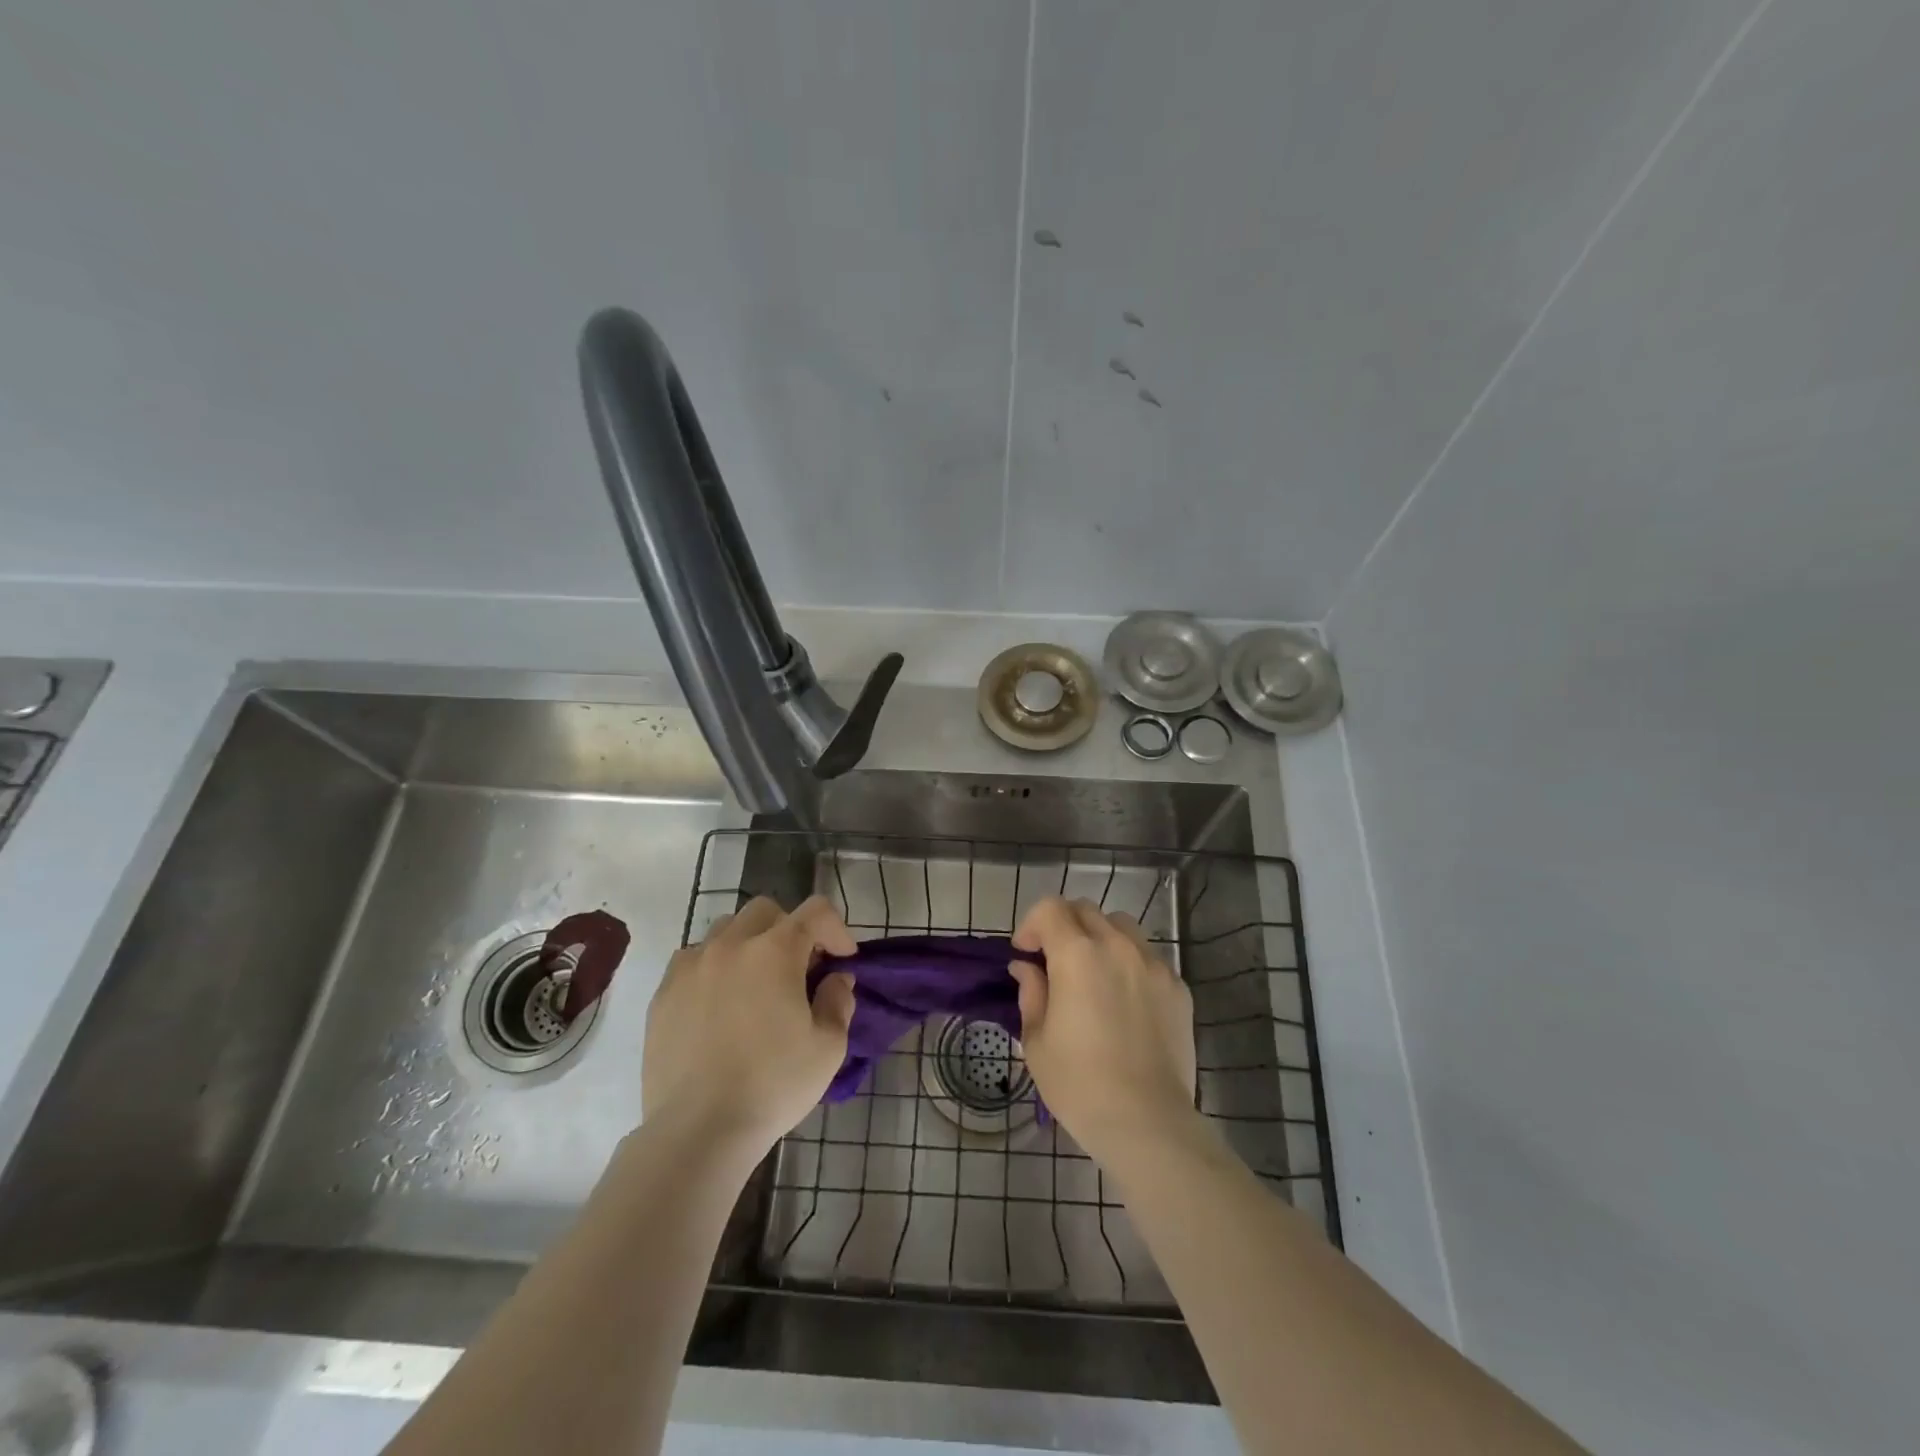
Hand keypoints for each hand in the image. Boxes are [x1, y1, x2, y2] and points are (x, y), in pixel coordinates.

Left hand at [642, 895, 857, 1157]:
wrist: (698, 1130)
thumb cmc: (773, 1085)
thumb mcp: (828, 1048)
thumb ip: (838, 1001)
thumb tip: (835, 979)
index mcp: (775, 951)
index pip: (815, 911)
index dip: (836, 928)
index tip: (843, 960)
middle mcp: (731, 945)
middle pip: (766, 911)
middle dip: (790, 930)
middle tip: (799, 970)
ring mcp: (691, 966)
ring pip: (726, 930)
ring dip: (749, 944)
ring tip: (756, 985)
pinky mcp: (663, 993)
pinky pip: (693, 959)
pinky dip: (714, 967)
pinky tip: (719, 1004)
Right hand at [1009, 897, 1197, 1167]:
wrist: (1147, 1122)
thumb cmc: (1079, 1083)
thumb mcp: (1037, 1040)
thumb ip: (1031, 992)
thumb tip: (1027, 968)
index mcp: (1077, 955)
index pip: (1050, 908)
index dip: (1032, 924)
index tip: (1026, 953)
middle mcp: (1117, 946)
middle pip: (1086, 910)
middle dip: (1063, 927)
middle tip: (1054, 962)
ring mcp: (1153, 965)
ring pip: (1121, 927)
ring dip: (1099, 938)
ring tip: (1093, 974)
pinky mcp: (1178, 987)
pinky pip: (1148, 957)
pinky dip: (1129, 964)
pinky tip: (1125, 1001)